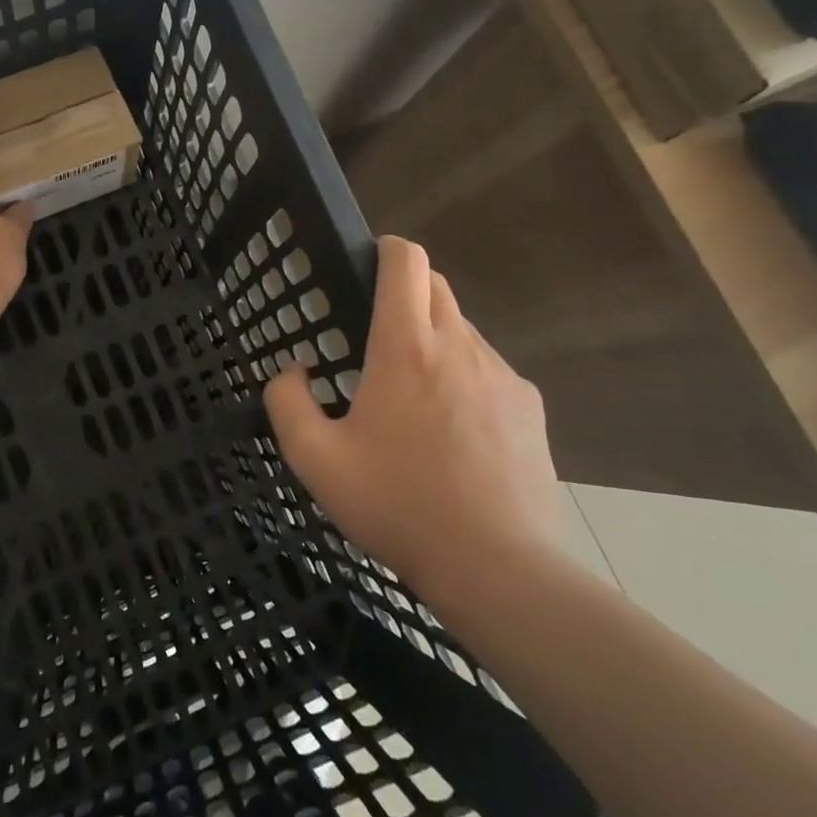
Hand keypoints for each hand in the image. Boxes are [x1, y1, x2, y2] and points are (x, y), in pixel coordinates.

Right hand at [264, 236, 562, 596]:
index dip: (387, 249)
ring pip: (463, 330)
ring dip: (434, 341)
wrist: (497, 566)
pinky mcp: (529, 406)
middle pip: (437, 287)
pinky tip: (453, 433)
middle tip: (376, 339)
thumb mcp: (316, 460)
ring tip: (413, 399)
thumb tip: (294, 370)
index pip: (407, 262)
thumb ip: (287, 402)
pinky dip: (464, 379)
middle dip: (407, 293)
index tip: (369, 265)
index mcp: (405, 348)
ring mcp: (501, 375)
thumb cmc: (398, 505)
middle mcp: (459, 346)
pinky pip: (488, 370)